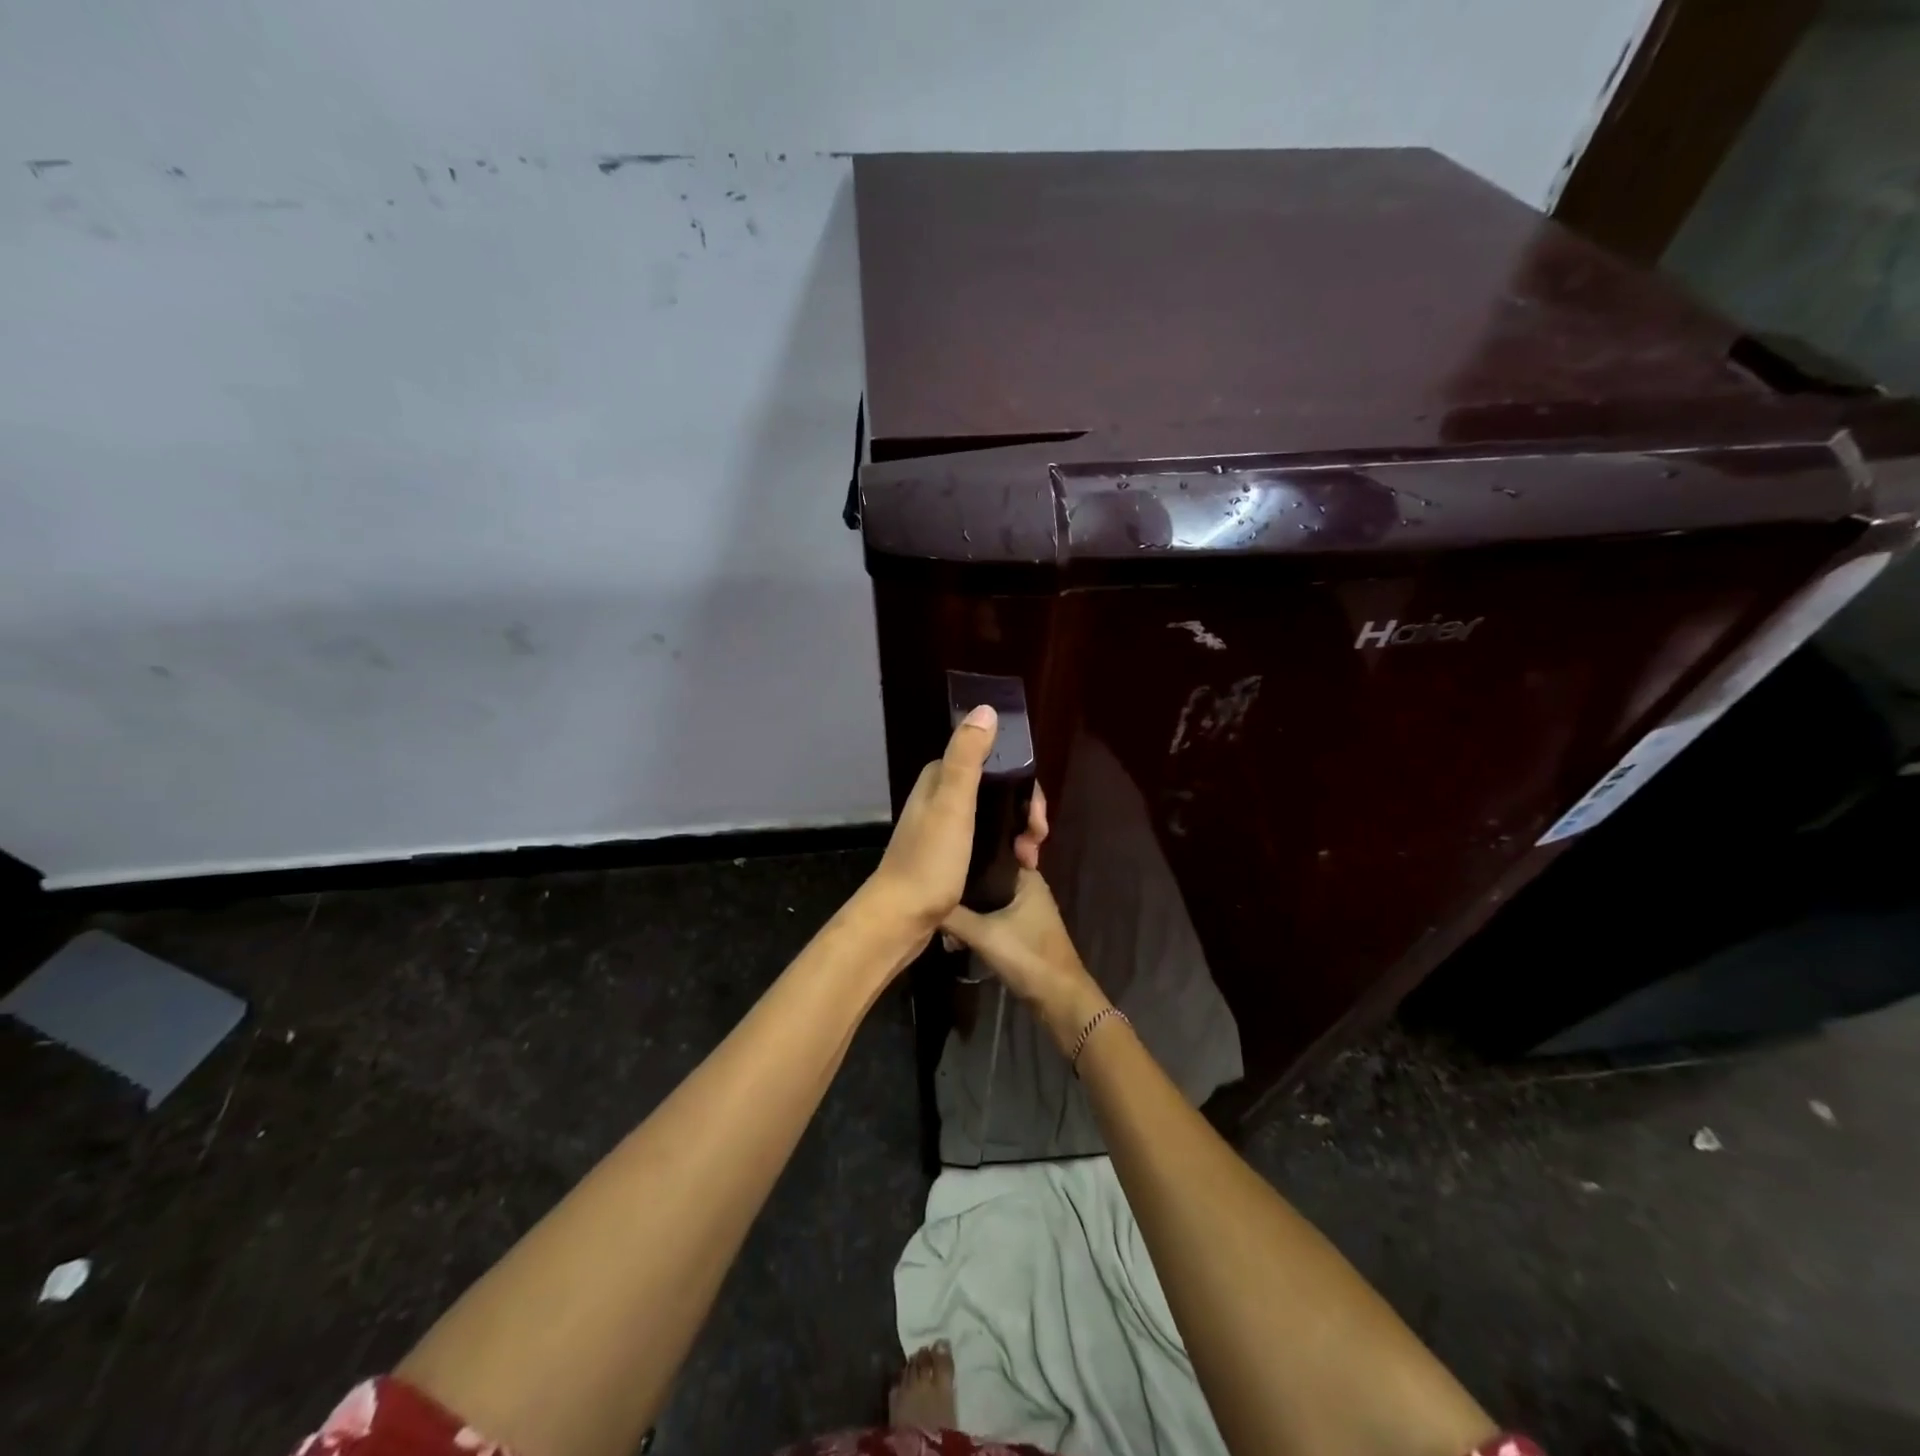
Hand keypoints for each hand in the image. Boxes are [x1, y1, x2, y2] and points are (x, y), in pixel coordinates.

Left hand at [860, 705, 1049, 938]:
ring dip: (1018, 833)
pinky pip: (987, 841)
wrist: (901, 918)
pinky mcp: (949, 856)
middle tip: (1036, 842)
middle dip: (1024, 812)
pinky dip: (1005, 849)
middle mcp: (940, 798)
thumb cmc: (930, 860)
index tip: (1037, 815)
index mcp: (940, 780)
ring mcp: (944, 829)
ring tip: (1030, 860)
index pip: (993, 765)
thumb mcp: (952, 804)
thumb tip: (986, 709)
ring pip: (994, 818)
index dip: (1023, 785)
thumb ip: (967, 757)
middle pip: (997, 792)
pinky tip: (1017, 867)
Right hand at [942, 869, 1106, 1052]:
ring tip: (939, 916)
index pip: (992, 852)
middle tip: (932, 889)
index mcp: (1026, 877)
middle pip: (986, 878)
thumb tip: (921, 899)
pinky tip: (954, 935)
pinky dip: (975, 923)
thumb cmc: (1027, 955)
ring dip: (966, 909)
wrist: (1058, 998)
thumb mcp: (983, 934)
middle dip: (962, 886)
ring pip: (987, 900)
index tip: (941, 854)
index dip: (967, 852)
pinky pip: (991, 918)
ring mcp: (1025, 910)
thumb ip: (952, 916)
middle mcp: (1027, 887)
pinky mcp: (1020, 930)